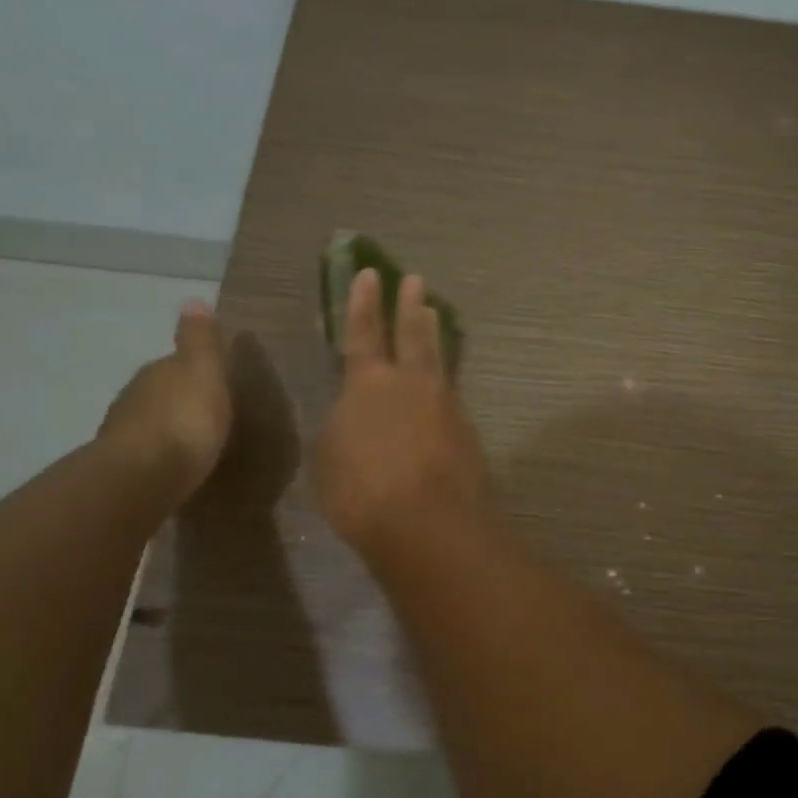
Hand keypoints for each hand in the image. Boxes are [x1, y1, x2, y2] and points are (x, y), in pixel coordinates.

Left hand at [100, 301, 233, 497]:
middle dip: (178, 401)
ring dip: (166, 430)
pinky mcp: (122, 469)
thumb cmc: (185, 419)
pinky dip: (158, 457)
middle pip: (160, 393)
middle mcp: (133, 397)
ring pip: (149, 424)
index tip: (213, 384)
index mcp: (157, 371)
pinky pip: (146, 456)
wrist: (142, 476)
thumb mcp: (204, 371)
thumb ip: (200, 340)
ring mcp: (123, 434)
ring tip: (192, 445)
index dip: (194, 371)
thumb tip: (193, 300)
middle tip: (205, 415)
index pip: (174, 363)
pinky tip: (173, 468)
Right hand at [316, 268, 490, 561]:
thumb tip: (353, 414)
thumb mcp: (330, 459)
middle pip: (412, 334)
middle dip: (409, 305)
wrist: (428, 523)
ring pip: (438, 357)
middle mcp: (410, 383)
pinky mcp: (466, 429)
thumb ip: (342, 426)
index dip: (364, 303)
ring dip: (433, 332)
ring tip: (433, 311)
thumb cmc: (362, 493)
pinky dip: (446, 376)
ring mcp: (444, 403)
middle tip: (415, 280)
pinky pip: (452, 390)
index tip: (369, 274)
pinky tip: (444, 380)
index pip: (363, 332)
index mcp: (368, 384)